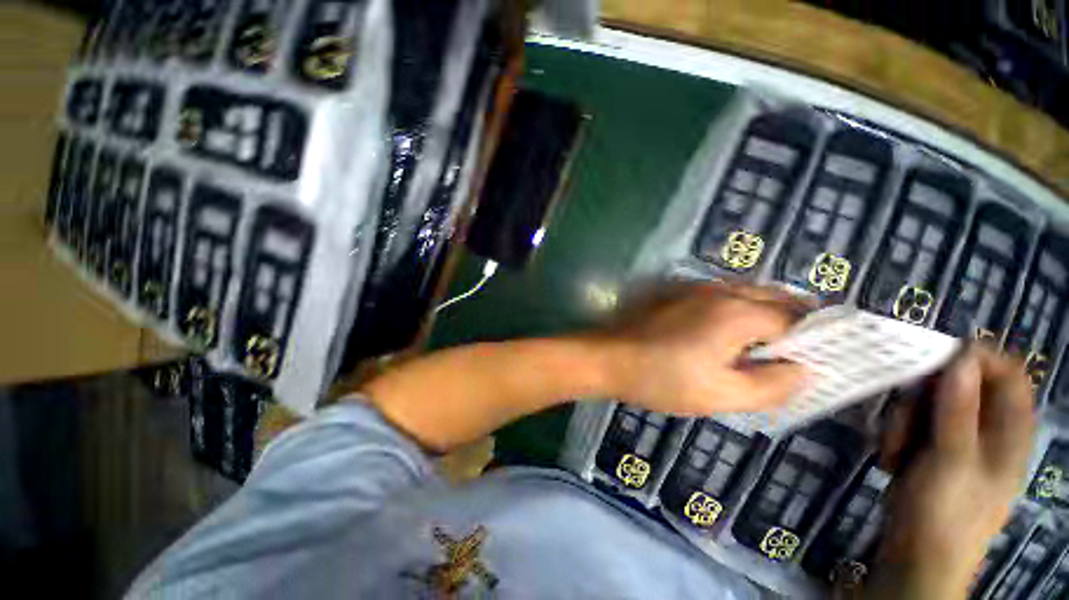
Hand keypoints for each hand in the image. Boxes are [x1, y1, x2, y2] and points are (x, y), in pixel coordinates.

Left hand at [596, 282, 810, 414]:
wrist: (608, 357)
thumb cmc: (661, 378)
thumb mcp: (721, 394)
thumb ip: (770, 386)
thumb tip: (803, 371)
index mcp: (737, 312)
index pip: (795, 319)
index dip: (809, 341)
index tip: (811, 360)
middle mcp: (720, 290)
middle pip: (774, 297)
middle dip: (792, 321)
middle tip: (791, 352)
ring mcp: (695, 287)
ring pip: (746, 293)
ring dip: (764, 312)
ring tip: (763, 344)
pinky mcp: (676, 292)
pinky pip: (721, 294)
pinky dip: (737, 308)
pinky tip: (726, 331)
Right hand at [867, 347, 1034, 598]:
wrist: (917, 554)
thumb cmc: (947, 512)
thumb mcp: (953, 460)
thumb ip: (959, 409)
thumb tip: (960, 358)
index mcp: (1008, 430)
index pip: (1006, 374)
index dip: (977, 359)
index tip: (936, 359)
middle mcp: (985, 428)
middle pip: (957, 386)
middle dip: (923, 398)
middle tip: (905, 419)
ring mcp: (955, 439)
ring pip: (926, 404)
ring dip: (903, 421)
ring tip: (895, 451)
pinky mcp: (928, 448)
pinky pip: (910, 422)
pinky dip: (896, 435)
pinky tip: (892, 459)